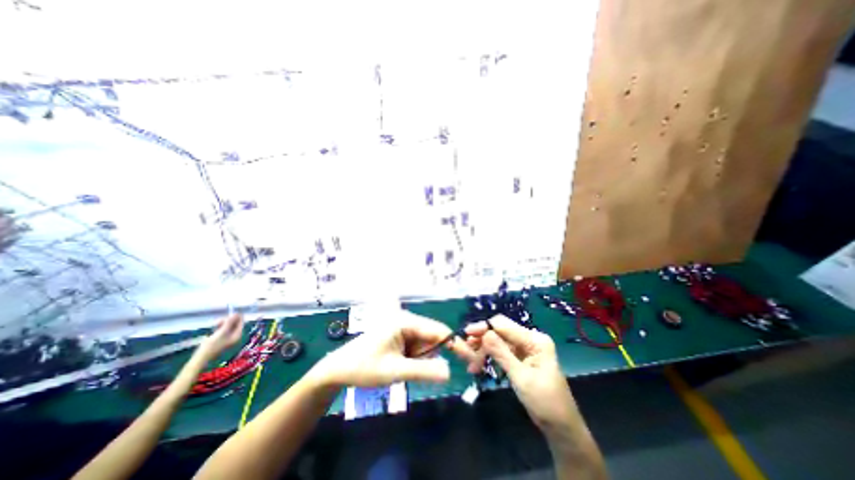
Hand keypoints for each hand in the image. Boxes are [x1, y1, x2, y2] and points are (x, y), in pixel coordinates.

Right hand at [197, 315, 243, 359]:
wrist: (200, 358)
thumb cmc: (211, 345)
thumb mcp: (221, 332)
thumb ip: (229, 323)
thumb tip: (236, 314)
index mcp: (238, 335)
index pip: (241, 322)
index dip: (237, 317)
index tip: (229, 314)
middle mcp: (235, 336)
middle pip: (235, 323)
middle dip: (228, 320)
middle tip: (218, 321)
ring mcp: (229, 338)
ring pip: (229, 326)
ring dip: (223, 323)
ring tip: (215, 325)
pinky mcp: (222, 339)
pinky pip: (224, 330)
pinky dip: (220, 327)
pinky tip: (214, 328)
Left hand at [309, 310, 479, 390]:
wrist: (338, 369)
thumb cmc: (364, 367)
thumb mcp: (394, 371)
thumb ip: (423, 371)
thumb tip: (450, 372)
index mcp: (406, 321)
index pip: (438, 331)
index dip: (456, 344)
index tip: (471, 358)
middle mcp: (406, 320)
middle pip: (432, 337)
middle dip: (430, 356)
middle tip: (416, 371)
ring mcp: (403, 327)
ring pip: (425, 344)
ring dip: (420, 359)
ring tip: (400, 368)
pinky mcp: (400, 335)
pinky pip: (416, 347)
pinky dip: (414, 358)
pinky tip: (399, 364)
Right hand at [466, 317, 577, 435]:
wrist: (561, 427)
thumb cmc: (545, 402)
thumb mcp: (521, 377)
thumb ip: (502, 353)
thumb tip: (484, 333)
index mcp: (534, 340)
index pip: (503, 325)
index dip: (484, 327)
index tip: (466, 334)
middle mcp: (529, 339)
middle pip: (499, 331)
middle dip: (482, 340)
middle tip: (466, 351)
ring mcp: (524, 348)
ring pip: (497, 341)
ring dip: (483, 349)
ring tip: (471, 363)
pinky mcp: (520, 357)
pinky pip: (500, 351)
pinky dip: (489, 356)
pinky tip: (478, 364)